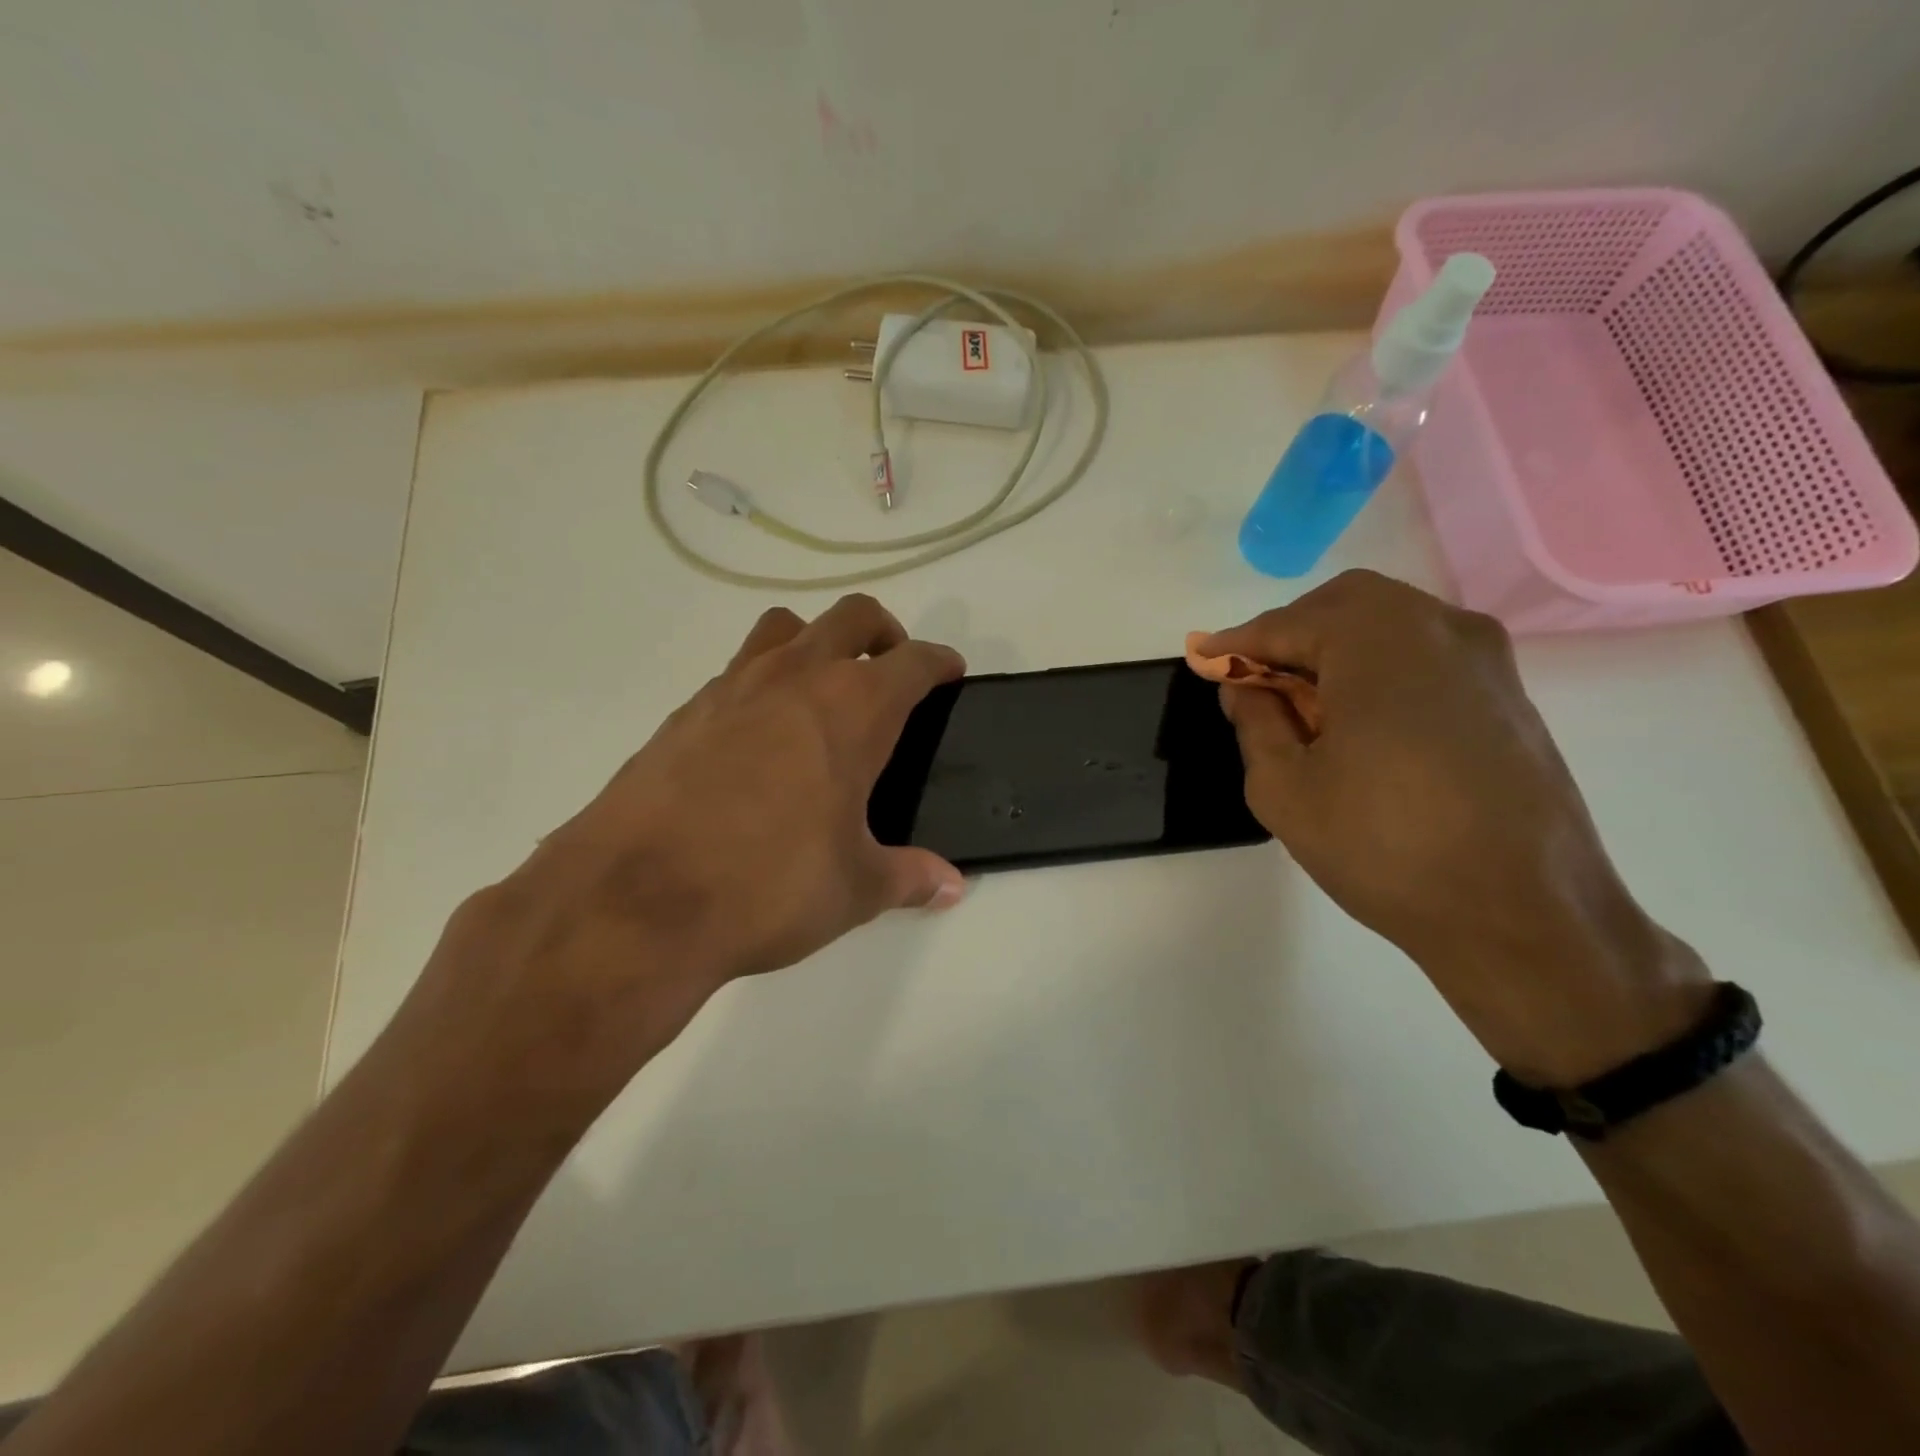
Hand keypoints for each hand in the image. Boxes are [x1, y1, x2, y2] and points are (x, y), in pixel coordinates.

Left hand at [409, 595, 965, 1106]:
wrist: (634, 901)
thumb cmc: (768, 885)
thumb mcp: (853, 889)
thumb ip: (909, 877)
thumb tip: (951, 885)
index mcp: (853, 709)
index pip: (913, 661)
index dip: (939, 663)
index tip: (949, 674)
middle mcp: (795, 678)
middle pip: (852, 618)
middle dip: (883, 633)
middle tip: (890, 673)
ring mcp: (732, 687)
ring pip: (785, 628)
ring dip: (815, 644)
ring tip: (822, 695)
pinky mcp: (684, 711)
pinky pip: (736, 672)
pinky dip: (762, 684)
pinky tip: (759, 741)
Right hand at [1194, 570, 1710, 1084]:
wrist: (1523, 915)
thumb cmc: (1384, 846)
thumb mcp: (1284, 788)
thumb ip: (1255, 721)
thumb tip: (1246, 687)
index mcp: (1377, 640)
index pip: (1286, 624)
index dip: (1236, 644)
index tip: (1203, 660)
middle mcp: (1438, 627)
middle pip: (1344, 605)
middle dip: (1289, 634)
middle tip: (1254, 681)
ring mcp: (1485, 658)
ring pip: (1390, 624)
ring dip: (1336, 648)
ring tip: (1304, 704)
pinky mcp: (1509, 693)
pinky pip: (1425, 654)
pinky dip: (1379, 667)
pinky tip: (1360, 719)